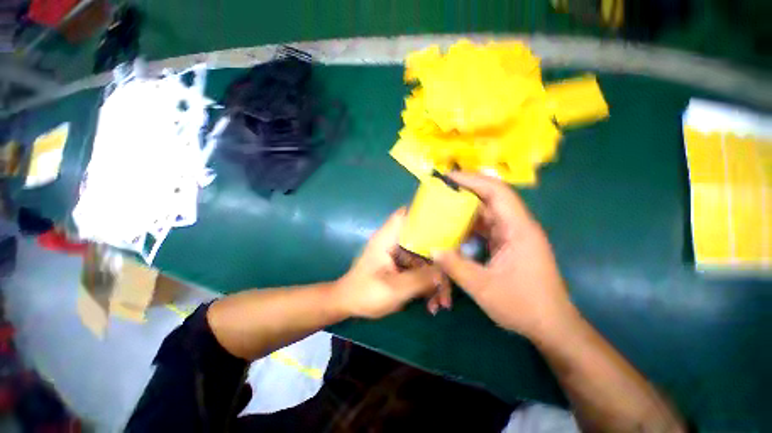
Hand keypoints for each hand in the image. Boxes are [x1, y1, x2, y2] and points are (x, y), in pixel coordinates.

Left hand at [336, 208, 449, 318]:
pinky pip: (422, 270)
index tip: (447, 224)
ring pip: (426, 259)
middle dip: (440, 261)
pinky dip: (429, 285)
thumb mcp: (393, 289)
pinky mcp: (403, 265)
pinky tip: (432, 304)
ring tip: (442, 304)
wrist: (349, 304)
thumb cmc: (365, 293)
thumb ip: (419, 279)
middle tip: (450, 282)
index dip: (425, 214)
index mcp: (388, 238)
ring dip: (436, 279)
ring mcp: (400, 255)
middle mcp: (396, 242)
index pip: (406, 215)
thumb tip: (444, 272)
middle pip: (424, 240)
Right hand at [433, 173, 576, 338]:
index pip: (497, 192)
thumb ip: (456, 267)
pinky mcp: (508, 244)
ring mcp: (513, 235)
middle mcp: (517, 226)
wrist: (551, 326)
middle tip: (441, 188)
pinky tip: (454, 227)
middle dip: (466, 189)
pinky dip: (469, 224)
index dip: (473, 180)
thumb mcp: (484, 288)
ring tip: (443, 205)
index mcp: (518, 230)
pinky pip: (486, 227)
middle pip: (492, 197)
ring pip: (487, 212)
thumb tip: (432, 249)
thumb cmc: (524, 306)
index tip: (449, 177)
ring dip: (466, 207)